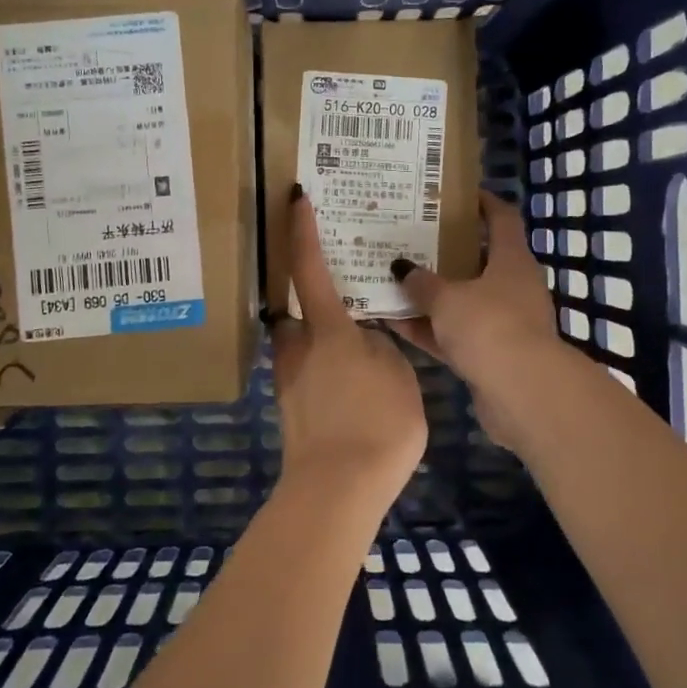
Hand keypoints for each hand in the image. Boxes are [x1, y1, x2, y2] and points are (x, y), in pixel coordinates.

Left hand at [270, 189, 427, 501]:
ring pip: (299, 343)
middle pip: (294, 309)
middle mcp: (298, 346)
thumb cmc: (376, 422)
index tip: (294, 199)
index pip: (309, 268)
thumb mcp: (397, 374)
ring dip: (317, 337)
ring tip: (349, 345)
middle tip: (338, 293)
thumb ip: (380, 346)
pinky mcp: (290, 408)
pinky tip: (346, 386)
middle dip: (309, 299)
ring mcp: (289, 379)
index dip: (301, 231)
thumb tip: (365, 337)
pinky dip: (322, 368)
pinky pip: (305, 372)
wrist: (337, 488)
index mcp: (327, 329)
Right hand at [386, 192, 572, 454]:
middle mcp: (512, 287)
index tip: (456, 194)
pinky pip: (454, 334)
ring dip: (431, 295)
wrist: (522, 393)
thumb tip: (401, 266)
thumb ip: (422, 282)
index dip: (483, 202)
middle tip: (411, 238)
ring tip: (393, 280)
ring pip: (462, 301)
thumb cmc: (489, 326)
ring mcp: (503, 323)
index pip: (502, 218)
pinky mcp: (491, 356)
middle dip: (445, 252)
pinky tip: (394, 322)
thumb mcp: (447, 298)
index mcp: (512, 260)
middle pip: (478, 261)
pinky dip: (429, 329)